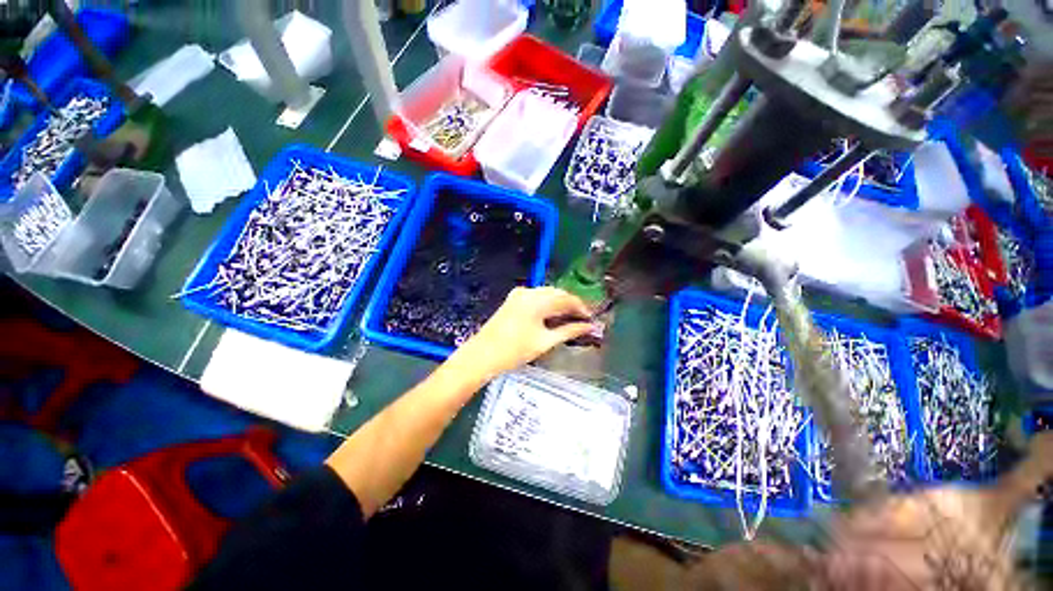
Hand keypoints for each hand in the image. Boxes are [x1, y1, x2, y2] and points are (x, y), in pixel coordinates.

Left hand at [453, 287, 598, 379]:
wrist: (482, 355)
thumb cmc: (515, 351)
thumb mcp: (545, 342)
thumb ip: (569, 331)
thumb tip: (588, 327)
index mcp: (537, 300)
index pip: (566, 298)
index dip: (581, 308)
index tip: (591, 319)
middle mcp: (528, 291)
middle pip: (557, 293)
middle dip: (571, 305)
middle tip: (582, 320)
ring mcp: (518, 294)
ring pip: (546, 294)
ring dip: (559, 304)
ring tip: (569, 319)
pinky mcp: (513, 299)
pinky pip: (536, 297)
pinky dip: (547, 304)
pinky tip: (552, 316)